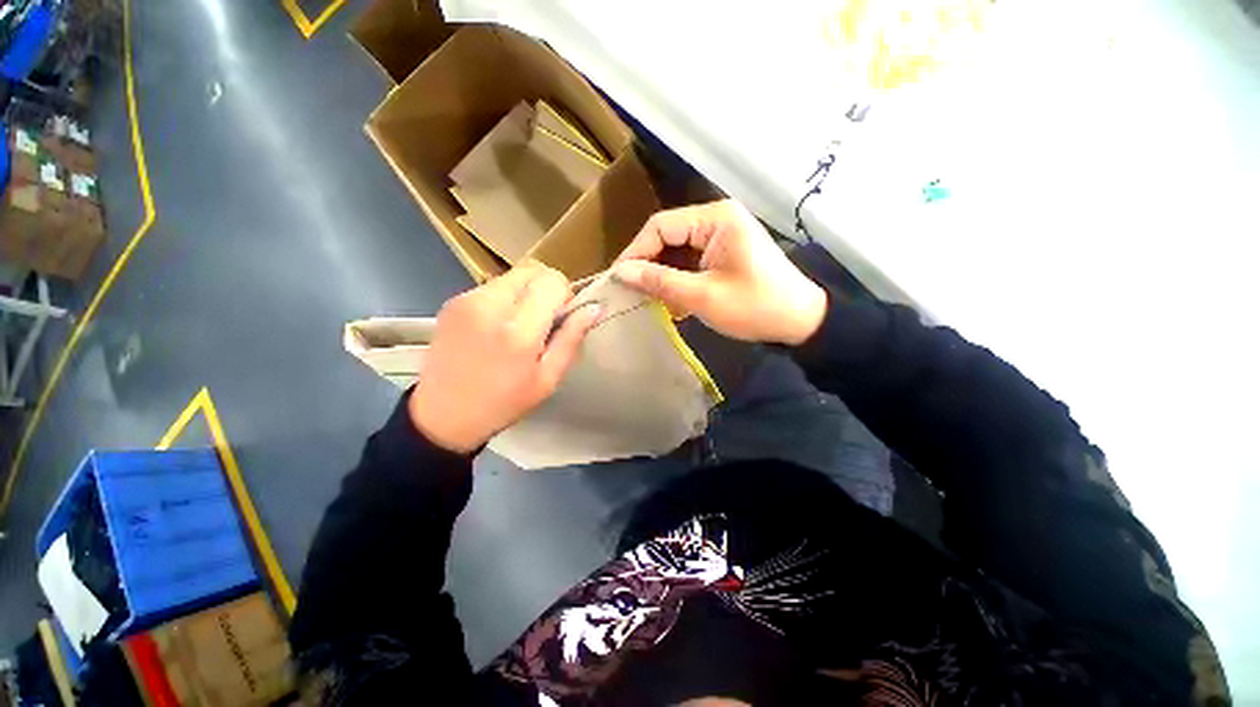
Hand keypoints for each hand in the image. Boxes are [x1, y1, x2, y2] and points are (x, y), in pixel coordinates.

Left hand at [408, 263, 601, 453]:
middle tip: (543, 320)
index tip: (561, 317)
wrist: (442, 416)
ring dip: (525, 292)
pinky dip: (505, 298)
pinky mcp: (452, 301)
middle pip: (532, 270)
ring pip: (512, 276)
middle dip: (546, 288)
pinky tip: (498, 326)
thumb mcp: (548, 379)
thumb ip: (571, 338)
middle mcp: (490, 305)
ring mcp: (466, 299)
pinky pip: (492, 286)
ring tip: (519, 325)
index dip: (564, 294)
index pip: (552, 281)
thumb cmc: (503, 403)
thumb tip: (594, 308)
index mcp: (518, 329)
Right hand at [613, 200, 826, 344]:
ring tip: (649, 299)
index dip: (636, 251)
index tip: (618, 278)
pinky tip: (672, 300)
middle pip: (668, 236)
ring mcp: (721, 236)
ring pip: (677, 251)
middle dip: (649, 264)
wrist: (800, 322)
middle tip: (632, 291)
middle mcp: (717, 219)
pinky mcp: (724, 253)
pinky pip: (691, 261)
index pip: (661, 226)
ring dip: (663, 275)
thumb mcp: (702, 296)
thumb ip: (660, 281)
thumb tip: (620, 272)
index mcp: (715, 219)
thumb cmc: (755, 307)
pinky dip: (679, 280)